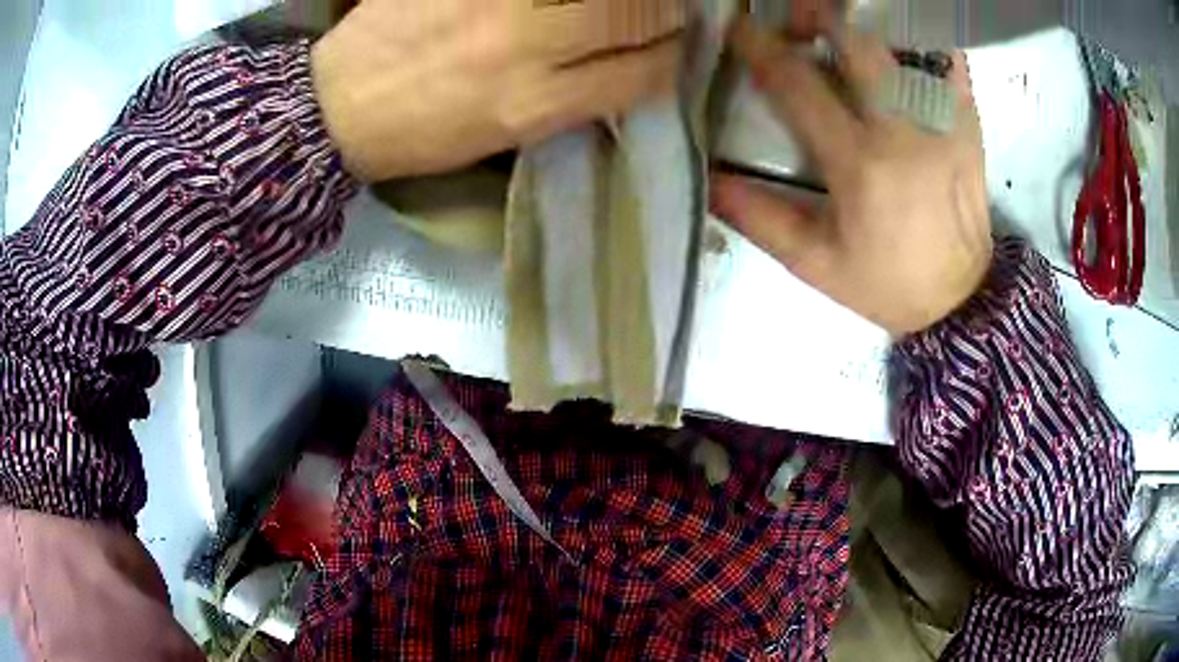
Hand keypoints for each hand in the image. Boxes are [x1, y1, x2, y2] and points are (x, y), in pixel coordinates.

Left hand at [312, 0, 685, 181]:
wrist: (337, 105)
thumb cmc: (421, 133)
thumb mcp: (506, 136)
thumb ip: (572, 98)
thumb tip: (628, 65)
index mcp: (535, 103)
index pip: (646, 72)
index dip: (670, 59)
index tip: (665, 50)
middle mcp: (525, 45)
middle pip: (637, 12)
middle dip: (662, 12)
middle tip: (652, 12)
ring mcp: (494, 0)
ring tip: (608, 4)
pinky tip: (552, 2)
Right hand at [709, 18, 991, 336]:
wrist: (963, 299)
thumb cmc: (888, 284)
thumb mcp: (816, 264)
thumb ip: (760, 218)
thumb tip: (708, 180)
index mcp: (859, 163)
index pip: (797, 84)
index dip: (760, 48)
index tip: (740, 29)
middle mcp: (902, 127)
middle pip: (854, 38)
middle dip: (816, 15)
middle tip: (798, 24)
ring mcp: (941, 118)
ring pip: (899, 39)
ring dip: (863, 23)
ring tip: (844, 31)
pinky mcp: (968, 121)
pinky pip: (948, 58)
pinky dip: (920, 40)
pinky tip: (900, 47)